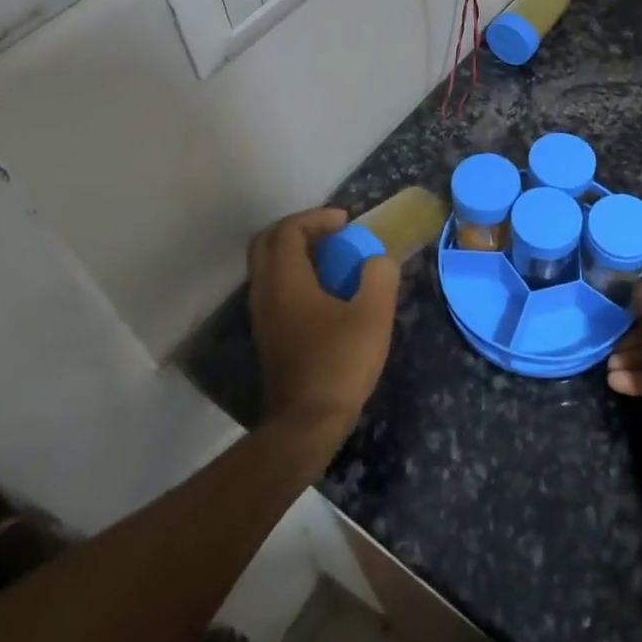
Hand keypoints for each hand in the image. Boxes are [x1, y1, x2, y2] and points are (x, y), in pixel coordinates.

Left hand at [248, 208, 400, 444]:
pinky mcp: (267, 336)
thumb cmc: (340, 363)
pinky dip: (295, 276)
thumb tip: (378, 261)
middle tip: (332, 235)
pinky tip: (325, 293)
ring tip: (333, 260)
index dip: (317, 217)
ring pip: (268, 267)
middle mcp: (265, 292)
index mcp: (286, 281)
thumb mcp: (373, 315)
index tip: (347, 222)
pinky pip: (274, 289)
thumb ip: (379, 277)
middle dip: (300, 230)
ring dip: (296, 254)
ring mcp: (262, 316)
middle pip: (268, 243)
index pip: (288, 230)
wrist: (306, 424)